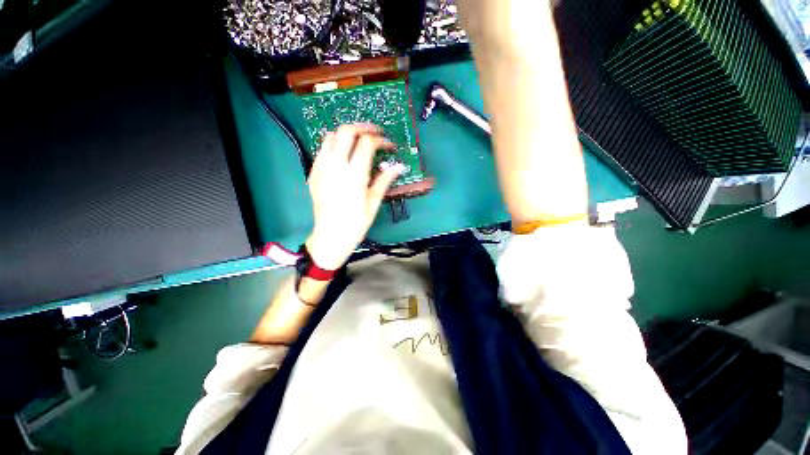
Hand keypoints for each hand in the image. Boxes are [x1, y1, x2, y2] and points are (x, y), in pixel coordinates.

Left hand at [305, 123, 403, 269]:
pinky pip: (322, 149)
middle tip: (375, 134)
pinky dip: (334, 145)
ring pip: (331, 136)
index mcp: (353, 174)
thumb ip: (384, 180)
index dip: (380, 140)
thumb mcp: (373, 202)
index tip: (388, 146)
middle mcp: (335, 166)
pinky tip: (343, 155)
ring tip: (358, 142)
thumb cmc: (355, 223)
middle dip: (363, 127)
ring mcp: (321, 167)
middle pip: (346, 131)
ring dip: (346, 134)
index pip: (367, 143)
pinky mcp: (313, 172)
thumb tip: (398, 166)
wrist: (330, 236)